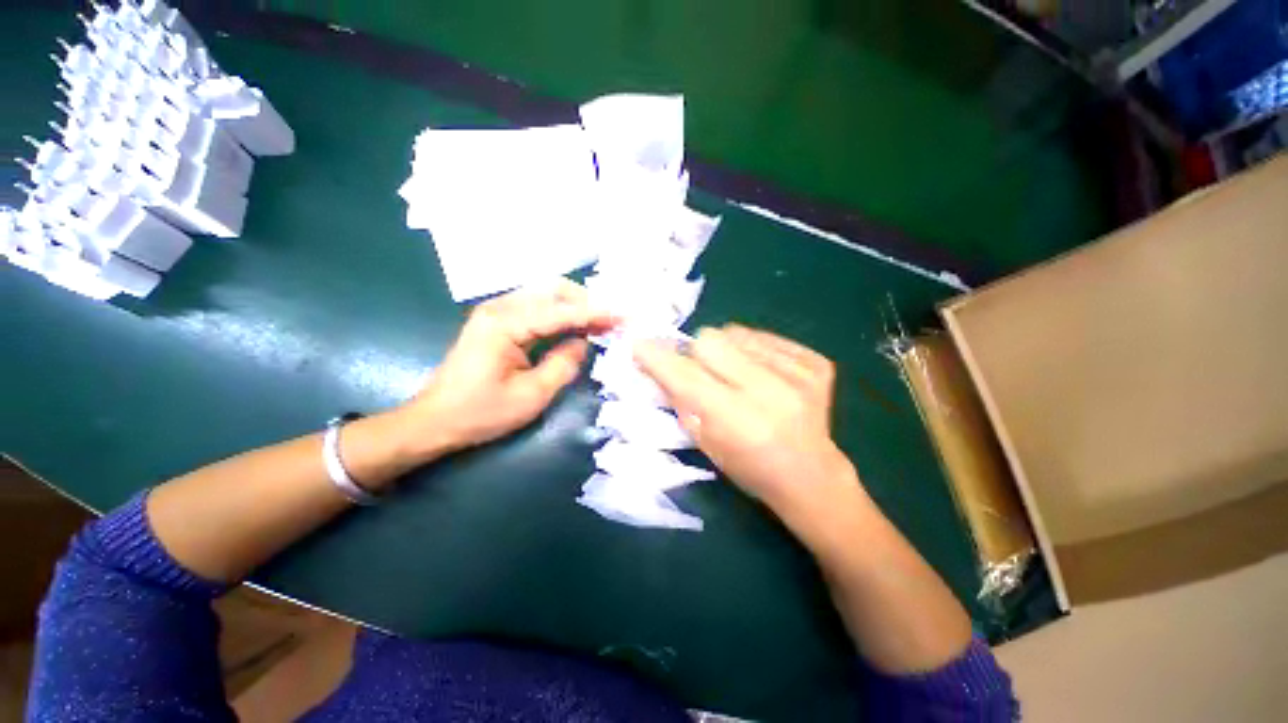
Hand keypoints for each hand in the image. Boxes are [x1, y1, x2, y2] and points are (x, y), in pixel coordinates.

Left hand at [395, 279, 616, 458]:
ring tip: (600, 323)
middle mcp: (499, 307)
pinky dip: (561, 313)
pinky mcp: (498, 320)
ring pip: (546, 294)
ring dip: (575, 305)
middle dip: (587, 302)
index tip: (623, 316)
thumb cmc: (481, 413)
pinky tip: (576, 325)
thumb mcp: (531, 395)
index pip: (560, 311)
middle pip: (553, 289)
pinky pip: (537, 306)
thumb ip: (564, 365)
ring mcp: (496, 311)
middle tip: (611, 321)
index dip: (595, 313)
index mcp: (505, 323)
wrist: (435, 420)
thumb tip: (583, 343)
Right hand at [634, 324, 865, 531]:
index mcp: (736, 421)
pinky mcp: (816, 364)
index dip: (657, 357)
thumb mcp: (704, 443)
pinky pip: (765, 336)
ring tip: (738, 375)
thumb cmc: (748, 468)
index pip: (684, 375)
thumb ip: (679, 400)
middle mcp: (769, 392)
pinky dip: (754, 351)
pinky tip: (765, 375)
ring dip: (726, 351)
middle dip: (696, 353)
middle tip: (704, 371)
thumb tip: (656, 361)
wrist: (811, 475)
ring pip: (735, 332)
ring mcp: (798, 374)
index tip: (640, 345)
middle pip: (709, 339)